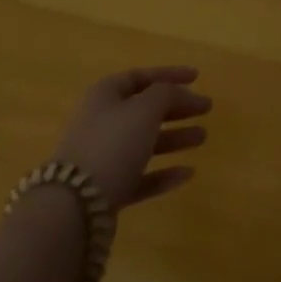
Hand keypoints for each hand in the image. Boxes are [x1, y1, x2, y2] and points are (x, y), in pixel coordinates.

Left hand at [52, 66, 211, 210]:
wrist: (74, 207)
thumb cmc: (112, 143)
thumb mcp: (145, 109)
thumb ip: (167, 94)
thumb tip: (180, 93)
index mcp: (104, 95)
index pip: (140, 77)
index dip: (169, 74)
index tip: (197, 77)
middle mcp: (100, 122)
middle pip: (144, 109)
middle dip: (176, 108)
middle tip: (206, 108)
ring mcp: (102, 158)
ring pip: (144, 142)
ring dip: (174, 138)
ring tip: (203, 138)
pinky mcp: (106, 191)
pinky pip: (140, 176)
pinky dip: (163, 173)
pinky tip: (187, 174)